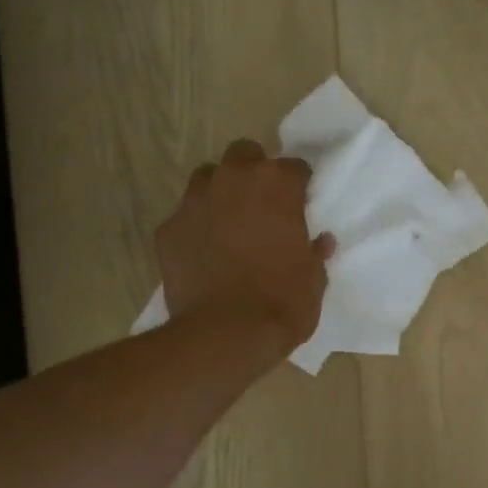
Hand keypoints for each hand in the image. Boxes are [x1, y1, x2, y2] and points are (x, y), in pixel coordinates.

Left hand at [155, 141, 333, 356]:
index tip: (300, 205)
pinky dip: (195, 227)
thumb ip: (314, 253)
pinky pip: (184, 217)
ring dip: (220, 191)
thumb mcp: (313, 279)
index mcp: (277, 185)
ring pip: (207, 177)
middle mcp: (234, 180)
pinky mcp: (168, 228)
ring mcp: (195, 201)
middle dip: (254, 171)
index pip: (294, 167)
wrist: (225, 334)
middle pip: (244, 154)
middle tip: (262, 204)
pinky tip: (203, 252)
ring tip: (229, 222)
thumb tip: (319, 242)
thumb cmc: (282, 302)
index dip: (298, 186)